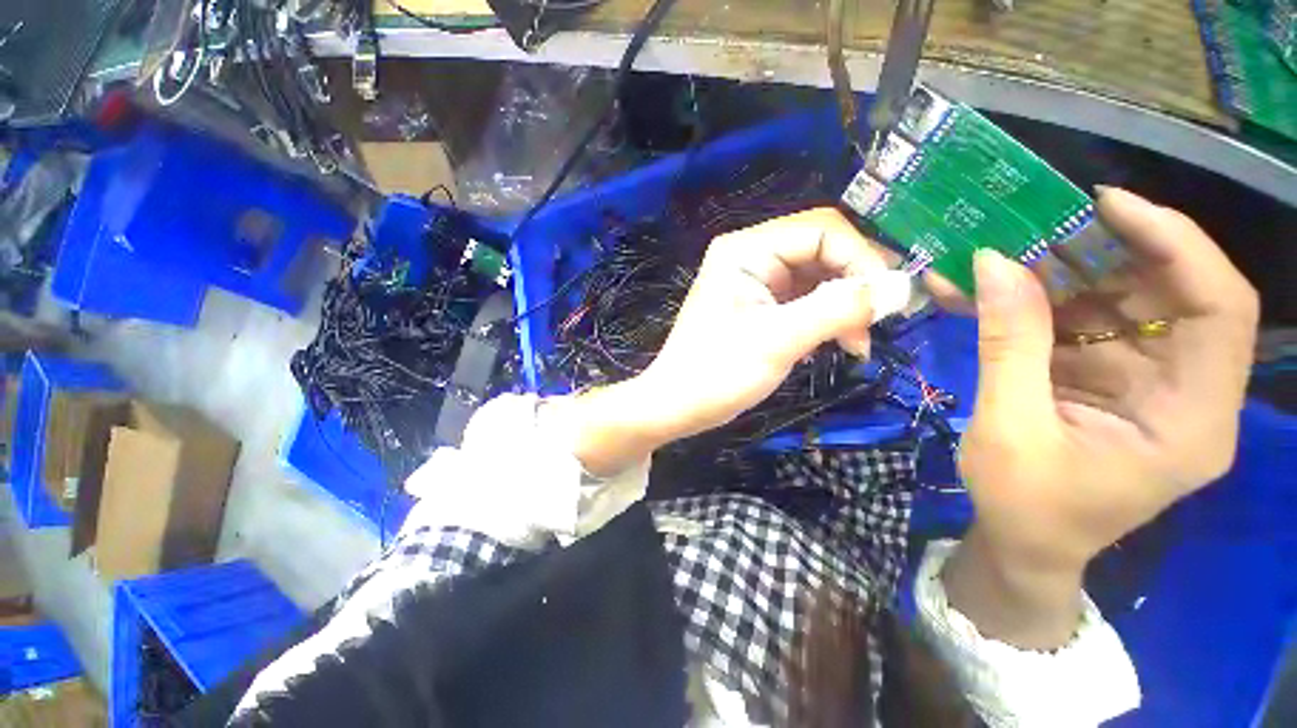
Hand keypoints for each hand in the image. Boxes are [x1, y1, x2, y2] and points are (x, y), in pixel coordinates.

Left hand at [549, 209, 895, 474]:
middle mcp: (752, 255)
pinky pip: (806, 300)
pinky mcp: (760, 306)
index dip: (862, 258)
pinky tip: (839, 344)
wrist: (677, 406)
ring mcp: (756, 281)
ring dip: (845, 307)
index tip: (889, 300)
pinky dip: (827, 319)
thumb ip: (839, 309)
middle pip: (823, 251)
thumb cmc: (717, 373)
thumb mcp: (779, 340)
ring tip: (857, 344)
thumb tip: (902, 287)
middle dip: (855, 285)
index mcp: (746, 249)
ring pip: (819, 278)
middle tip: (878, 323)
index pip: (822, 230)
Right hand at [942, 188, 1258, 646]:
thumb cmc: (1025, 506)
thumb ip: (1008, 345)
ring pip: (1113, 303)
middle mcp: (1183, 390)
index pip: (1219, 308)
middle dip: (1102, 253)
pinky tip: (978, 293)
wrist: (1021, 543)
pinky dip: (1027, 305)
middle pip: (1166, 294)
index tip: (1107, 205)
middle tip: (1034, 225)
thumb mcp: (1011, 429)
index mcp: (1190, 419)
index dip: (1175, 244)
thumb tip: (993, 264)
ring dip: (1053, 275)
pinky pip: (1073, 325)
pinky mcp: (1103, 377)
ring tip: (992, 257)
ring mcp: (1143, 381)